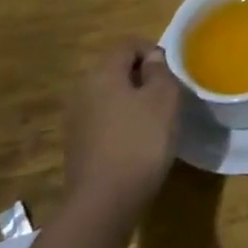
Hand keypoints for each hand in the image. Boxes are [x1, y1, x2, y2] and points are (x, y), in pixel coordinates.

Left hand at [64, 43, 181, 218]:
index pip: (128, 44)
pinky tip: (137, 143)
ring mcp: (76, 120)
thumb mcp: (164, 98)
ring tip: (155, 120)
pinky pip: (104, 120)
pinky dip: (121, 123)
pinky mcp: (78, 146)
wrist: (103, 203)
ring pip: (110, 96)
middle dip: (142, 76)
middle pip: (116, 69)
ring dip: (132, 101)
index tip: (171, 72)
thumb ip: (160, 71)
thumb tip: (151, 60)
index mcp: (103, 73)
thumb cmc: (140, 141)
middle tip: (167, 95)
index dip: (153, 50)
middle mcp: (83, 91)